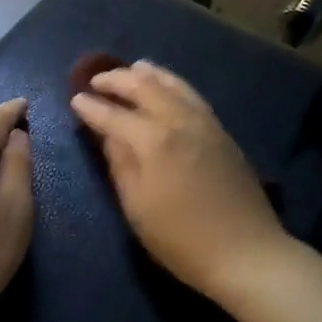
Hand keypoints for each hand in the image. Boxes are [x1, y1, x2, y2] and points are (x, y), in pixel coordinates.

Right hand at [71, 61, 289, 305]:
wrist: (246, 253)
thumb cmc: (181, 240)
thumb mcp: (137, 207)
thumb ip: (120, 164)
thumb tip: (107, 134)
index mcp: (154, 141)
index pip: (114, 115)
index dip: (92, 107)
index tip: (75, 99)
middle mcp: (179, 121)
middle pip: (145, 87)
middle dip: (117, 80)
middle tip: (96, 80)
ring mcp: (205, 124)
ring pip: (174, 85)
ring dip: (149, 74)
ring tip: (132, 68)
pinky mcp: (222, 132)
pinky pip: (192, 95)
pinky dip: (173, 84)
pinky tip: (168, 87)